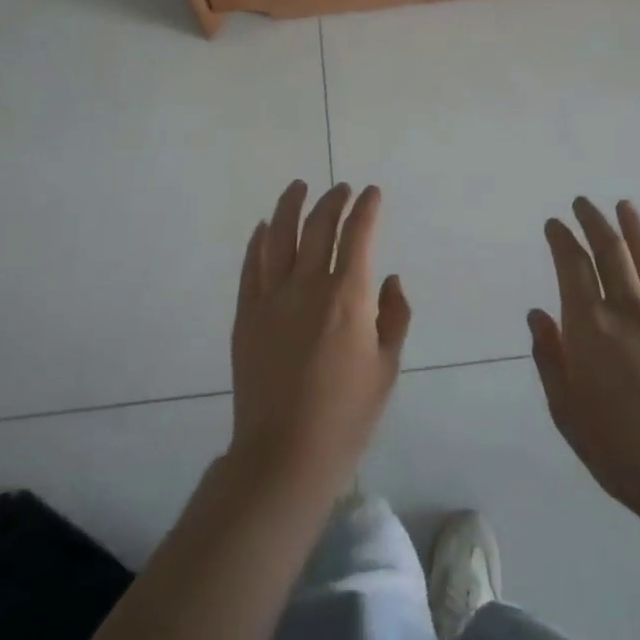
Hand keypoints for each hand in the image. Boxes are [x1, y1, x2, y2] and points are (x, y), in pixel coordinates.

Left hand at [228, 181, 410, 499]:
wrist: (285, 453)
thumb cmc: (347, 415)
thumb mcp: (386, 368)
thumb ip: (393, 316)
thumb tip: (389, 279)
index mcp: (347, 297)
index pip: (358, 235)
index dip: (366, 209)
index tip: (372, 193)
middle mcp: (308, 286)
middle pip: (318, 227)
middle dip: (332, 201)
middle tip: (341, 189)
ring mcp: (271, 298)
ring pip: (279, 236)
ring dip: (290, 206)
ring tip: (299, 187)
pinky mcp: (246, 314)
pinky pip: (251, 266)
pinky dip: (258, 241)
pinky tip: (264, 227)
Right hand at [530, 198, 639, 525]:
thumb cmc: (618, 451)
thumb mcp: (566, 411)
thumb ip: (549, 357)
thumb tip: (538, 315)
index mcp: (589, 328)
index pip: (572, 266)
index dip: (562, 239)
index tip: (554, 223)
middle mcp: (626, 311)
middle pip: (610, 252)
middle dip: (594, 221)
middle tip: (583, 203)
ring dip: (632, 229)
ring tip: (623, 206)